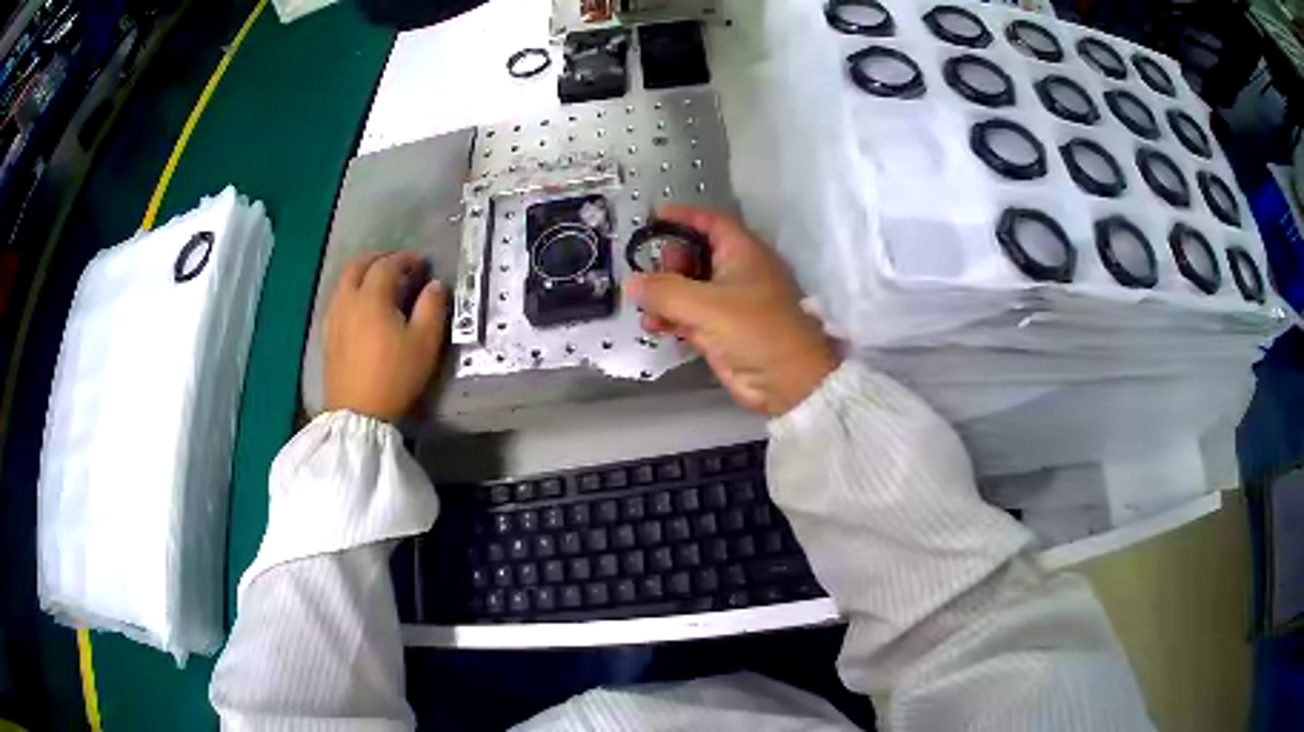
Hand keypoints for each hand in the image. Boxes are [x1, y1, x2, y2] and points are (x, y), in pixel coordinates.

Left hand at [324, 252, 446, 421]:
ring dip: (361, 275)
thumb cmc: (395, 376)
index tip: (421, 263)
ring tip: (378, 284)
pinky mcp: (328, 336)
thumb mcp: (424, 343)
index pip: (387, 265)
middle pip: (358, 266)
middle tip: (396, 265)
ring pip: (344, 283)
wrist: (358, 413)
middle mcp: (348, 300)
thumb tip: (434, 285)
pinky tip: (360, 309)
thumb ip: (432, 308)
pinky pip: (337, 301)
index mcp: (372, 297)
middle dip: (378, 260)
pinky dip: (350, 293)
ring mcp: (334, 318)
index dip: (405, 259)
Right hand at [625, 206, 838, 416]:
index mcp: (743, 253)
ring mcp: (727, 303)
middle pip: (694, 254)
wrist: (787, 382)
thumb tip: (632, 282)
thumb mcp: (708, 305)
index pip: (711, 222)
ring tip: (646, 308)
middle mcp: (735, 273)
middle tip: (651, 277)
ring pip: (687, 288)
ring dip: (664, 295)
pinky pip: (687, 316)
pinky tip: (653, 326)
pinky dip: (670, 318)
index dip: (683, 216)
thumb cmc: (756, 330)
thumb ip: (665, 291)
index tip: (653, 217)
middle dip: (668, 263)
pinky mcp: (720, 331)